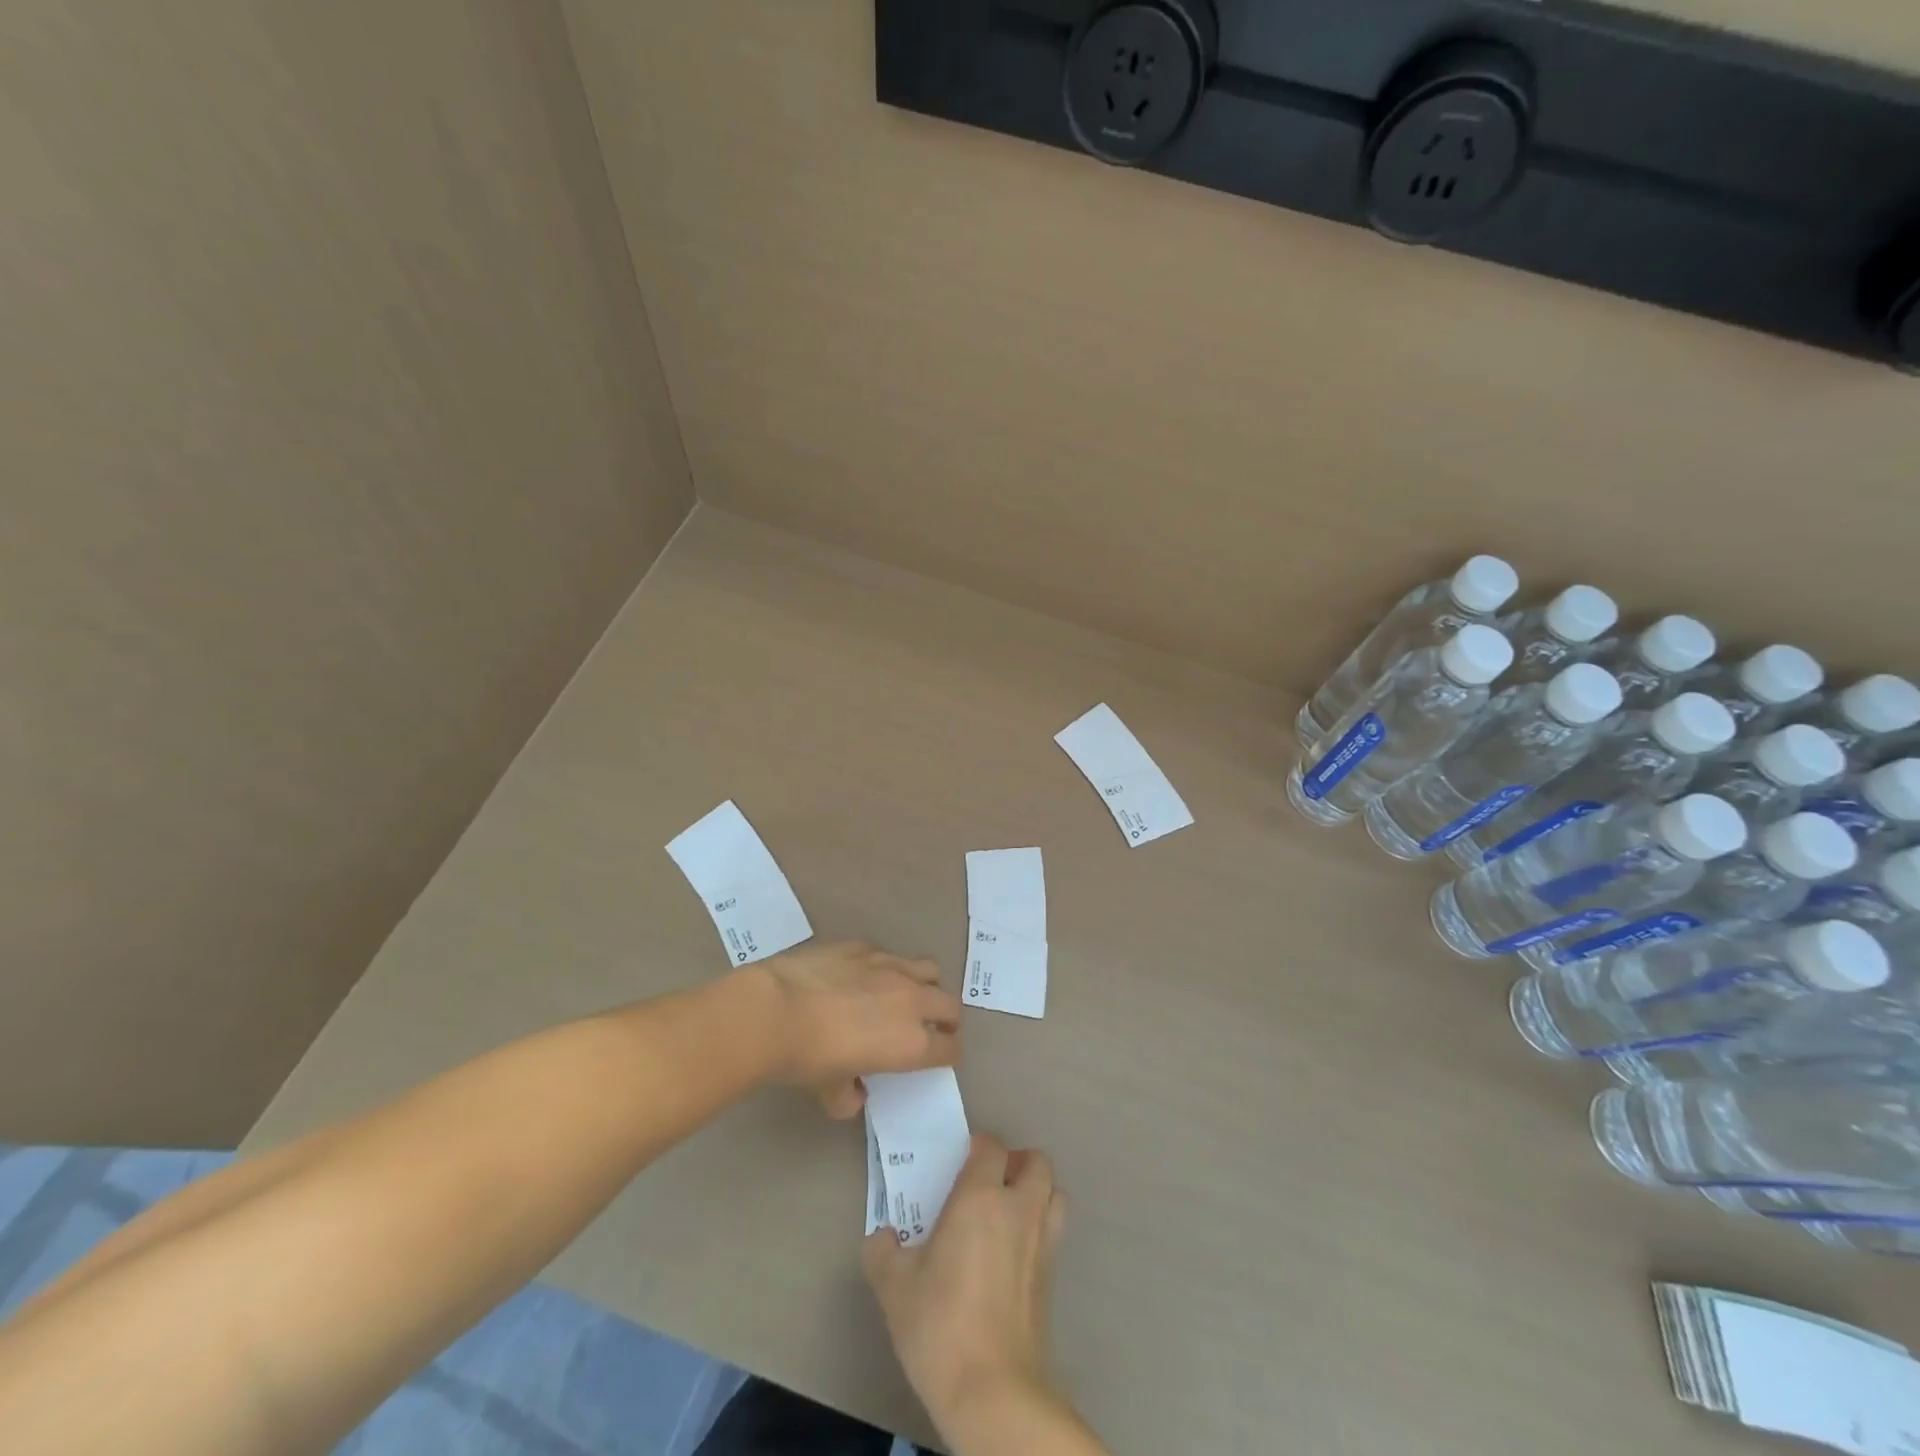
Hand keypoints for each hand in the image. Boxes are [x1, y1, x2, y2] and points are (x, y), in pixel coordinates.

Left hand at [754, 941, 961, 1116]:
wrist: (776, 1011)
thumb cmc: (808, 1060)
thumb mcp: (830, 1091)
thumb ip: (849, 1095)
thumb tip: (852, 1094)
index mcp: (912, 1043)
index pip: (950, 1049)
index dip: (948, 1054)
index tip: (941, 1057)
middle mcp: (912, 1001)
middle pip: (950, 1005)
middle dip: (947, 1018)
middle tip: (933, 1027)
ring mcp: (889, 967)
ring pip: (929, 969)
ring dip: (925, 984)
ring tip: (905, 994)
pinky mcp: (865, 947)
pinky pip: (888, 955)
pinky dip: (885, 968)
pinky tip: (861, 976)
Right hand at [863, 1134, 1067, 1433]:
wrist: (992, 1391)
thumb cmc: (940, 1325)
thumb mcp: (893, 1286)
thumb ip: (882, 1251)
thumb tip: (882, 1237)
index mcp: (981, 1196)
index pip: (991, 1146)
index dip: (976, 1147)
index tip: (958, 1164)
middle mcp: (1018, 1209)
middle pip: (1037, 1162)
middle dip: (1017, 1163)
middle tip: (989, 1183)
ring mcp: (1042, 1243)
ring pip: (1054, 1194)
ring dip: (1037, 1192)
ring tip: (1008, 1212)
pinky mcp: (1052, 1279)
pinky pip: (1053, 1233)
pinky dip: (1039, 1229)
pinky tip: (1012, 1255)